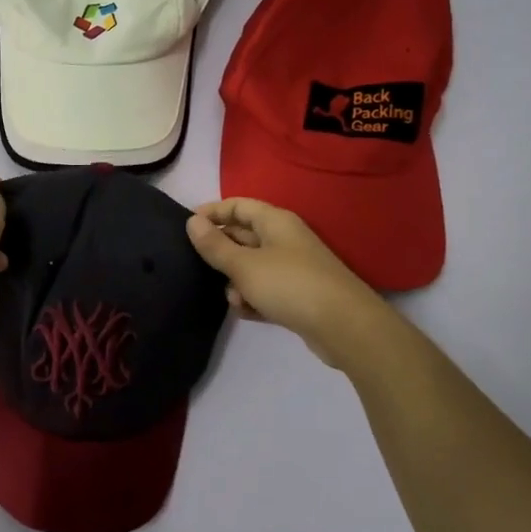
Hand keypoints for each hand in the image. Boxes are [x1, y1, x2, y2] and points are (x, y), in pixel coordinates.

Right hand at [185, 198, 388, 368]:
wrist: (344, 326)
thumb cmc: (289, 285)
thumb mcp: (244, 265)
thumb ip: (215, 245)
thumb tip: (192, 222)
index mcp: (275, 222)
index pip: (238, 205)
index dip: (212, 212)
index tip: (186, 226)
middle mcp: (285, 239)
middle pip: (244, 235)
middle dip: (221, 250)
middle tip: (197, 265)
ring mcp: (293, 267)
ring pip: (253, 266)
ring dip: (237, 280)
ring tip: (232, 298)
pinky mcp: (298, 295)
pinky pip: (266, 289)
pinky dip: (253, 298)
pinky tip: (246, 312)